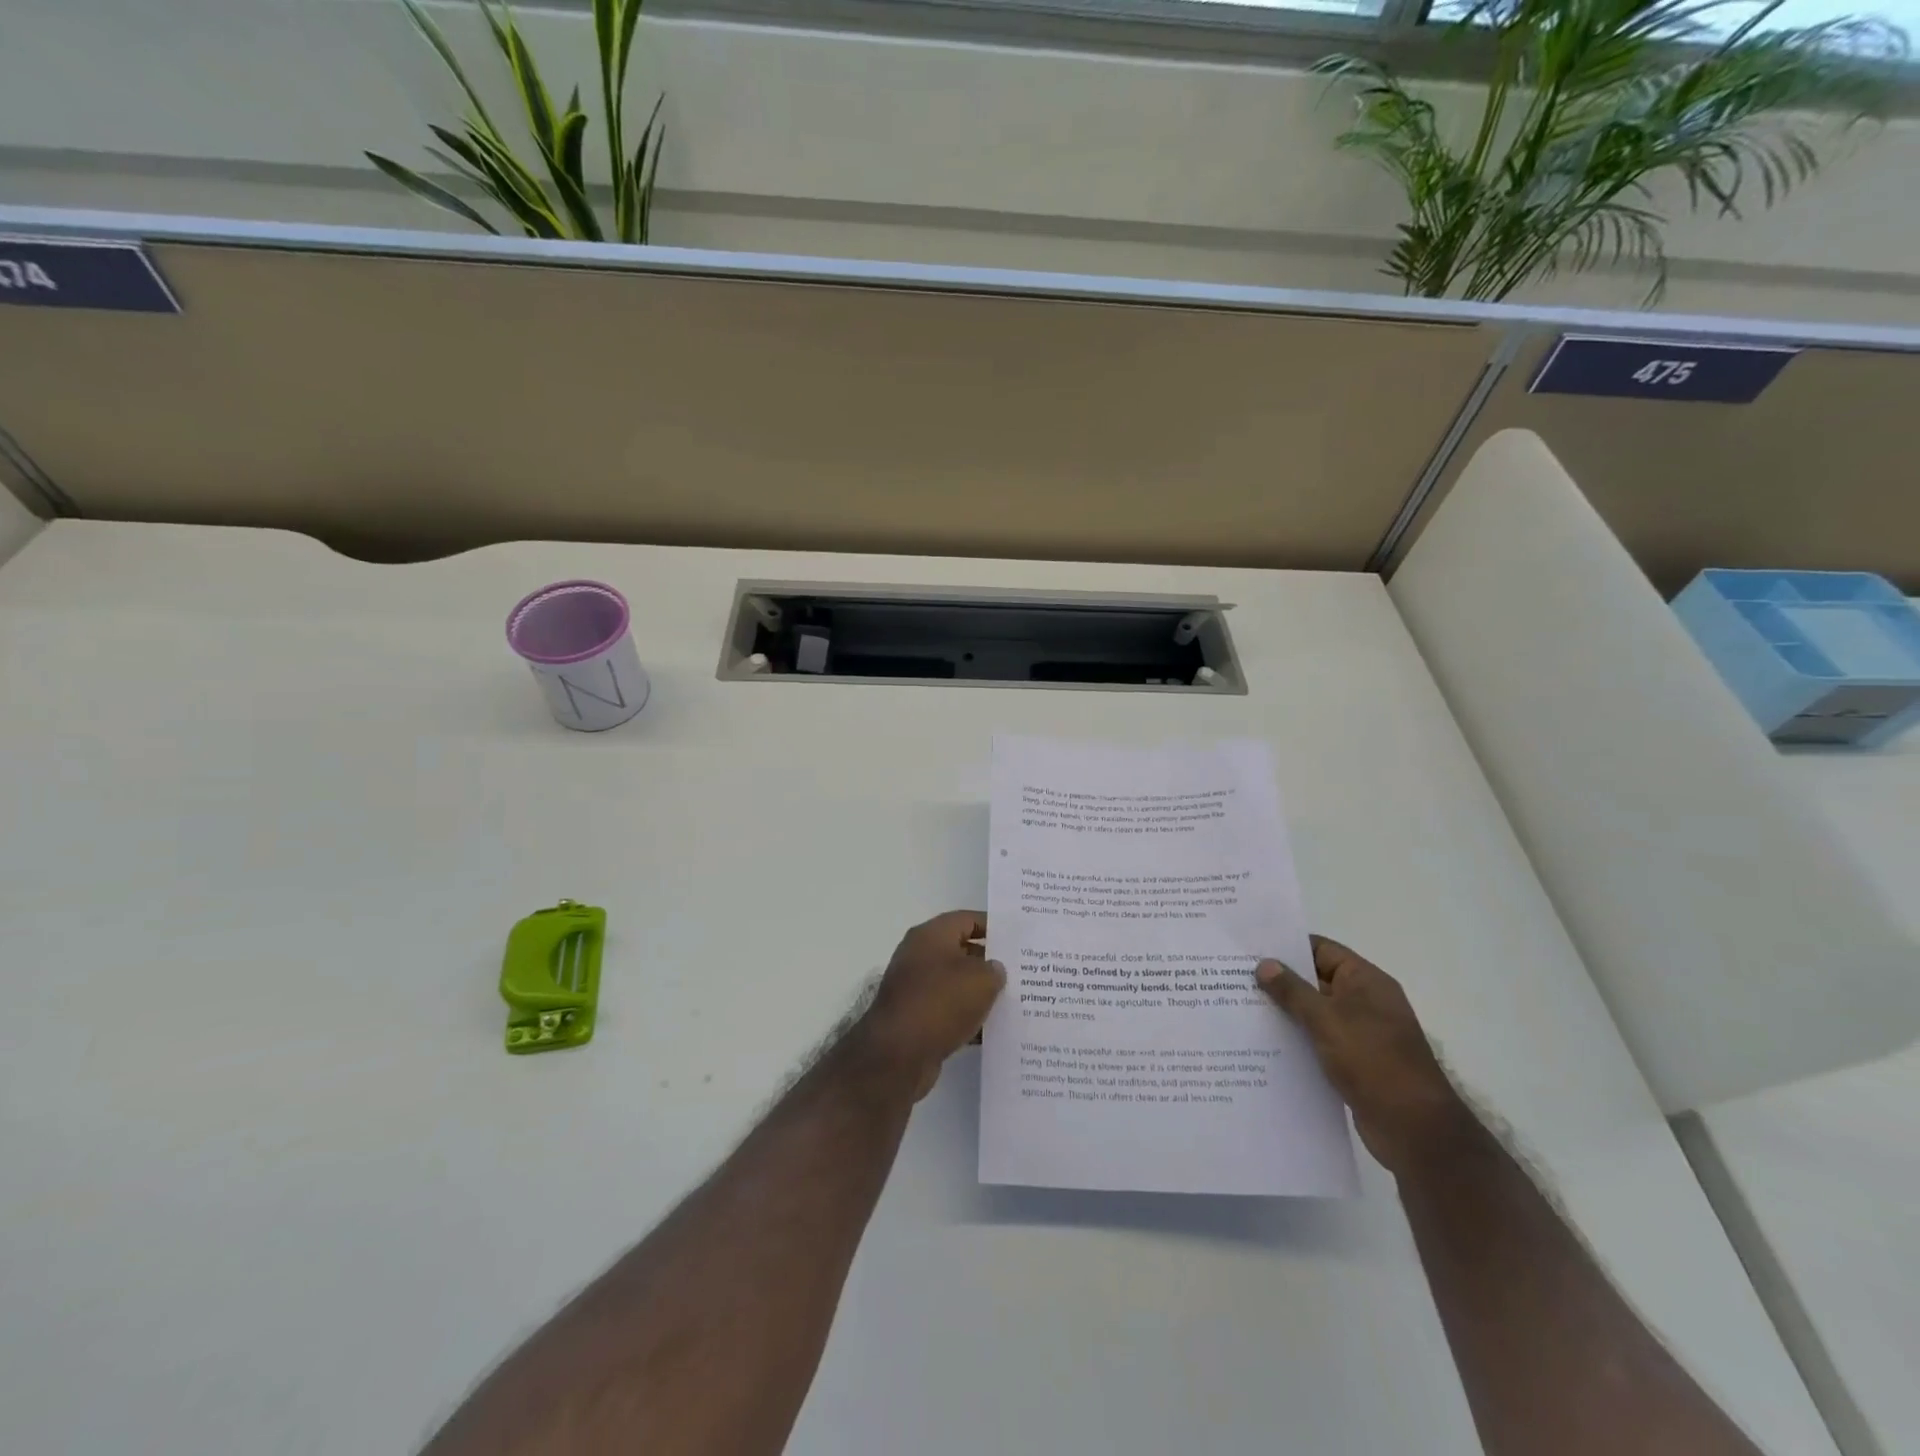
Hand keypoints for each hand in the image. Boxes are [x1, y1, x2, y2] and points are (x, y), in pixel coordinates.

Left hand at [856, 911, 1004, 1100]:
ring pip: (956, 984)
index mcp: (931, 935)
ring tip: (1013, 1001)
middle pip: (961, 951)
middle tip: (1021, 971)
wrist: (897, 1054)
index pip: (967, 919)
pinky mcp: (915, 1018)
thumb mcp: (980, 980)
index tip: (1017, 938)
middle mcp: (919, 956)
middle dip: (989, 962)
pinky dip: (968, 1018)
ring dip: (980, 993)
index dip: (993, 926)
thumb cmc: (940, 1002)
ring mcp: (915, 988)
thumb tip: (994, 970)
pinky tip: (992, 1031)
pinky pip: (949, 1011)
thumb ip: (995, 970)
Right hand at [1257, 936, 1470, 1175]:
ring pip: (1315, 1013)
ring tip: (1242, 1009)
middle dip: (1280, 981)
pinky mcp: (1355, 1063)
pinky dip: (1296, 1040)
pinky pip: (1319, 1041)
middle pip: (1316, 981)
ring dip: (1285, 1013)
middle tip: (1235, 978)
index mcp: (1366, 982)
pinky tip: (1264, 1044)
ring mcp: (1361, 1034)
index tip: (1250, 948)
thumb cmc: (1373, 1061)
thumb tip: (1264, 964)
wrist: (1414, 1129)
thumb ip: (1292, 991)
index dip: (1287, 946)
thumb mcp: (1326, 1020)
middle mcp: (1365, 1002)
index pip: (1322, 950)